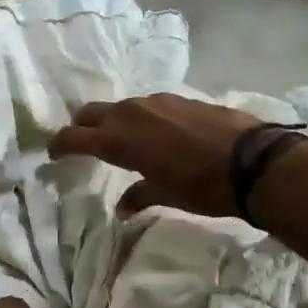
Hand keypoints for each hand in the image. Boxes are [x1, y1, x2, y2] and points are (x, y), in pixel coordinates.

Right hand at [49, 94, 267, 218]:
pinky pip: (146, 106)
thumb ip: (139, 196)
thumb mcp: (167, 195)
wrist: (255, 161)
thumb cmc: (204, 186)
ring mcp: (156, 102)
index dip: (59, 145)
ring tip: (119, 139)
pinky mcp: (178, 98)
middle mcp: (131, 114)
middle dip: (81, 127)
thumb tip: (122, 209)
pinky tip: (154, 133)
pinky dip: (139, 118)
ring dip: (112, 121)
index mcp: (119, 140)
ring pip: (120, 107)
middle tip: (80, 143)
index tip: (52, 153)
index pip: (74, 137)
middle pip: (91, 113)